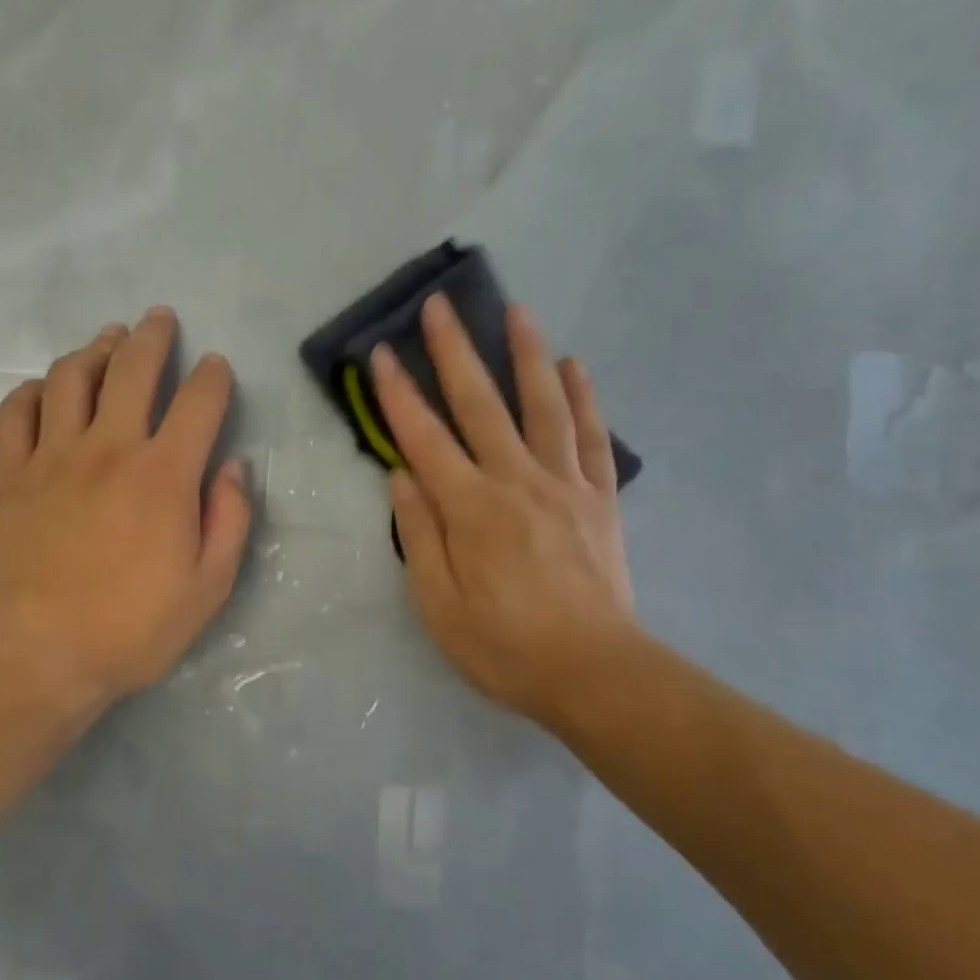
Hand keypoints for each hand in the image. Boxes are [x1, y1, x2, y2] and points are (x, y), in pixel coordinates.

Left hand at [0, 307, 252, 715]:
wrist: (36, 654)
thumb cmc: (131, 627)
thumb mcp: (209, 587)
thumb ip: (230, 520)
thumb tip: (233, 469)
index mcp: (164, 474)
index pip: (198, 402)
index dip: (213, 376)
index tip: (216, 367)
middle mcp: (110, 448)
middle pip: (132, 369)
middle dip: (152, 337)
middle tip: (160, 319)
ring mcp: (54, 456)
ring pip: (72, 377)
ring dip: (95, 349)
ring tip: (109, 338)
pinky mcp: (11, 473)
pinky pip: (17, 411)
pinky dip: (34, 390)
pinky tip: (46, 388)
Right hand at [371, 293, 637, 727]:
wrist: (595, 674)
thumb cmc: (506, 647)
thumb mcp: (439, 606)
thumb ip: (420, 535)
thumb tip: (402, 477)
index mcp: (472, 509)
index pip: (424, 438)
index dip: (398, 395)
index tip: (380, 354)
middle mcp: (517, 481)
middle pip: (481, 403)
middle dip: (454, 351)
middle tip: (440, 306)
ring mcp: (564, 483)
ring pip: (543, 404)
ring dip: (527, 354)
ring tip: (516, 310)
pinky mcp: (599, 497)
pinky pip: (591, 436)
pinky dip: (583, 396)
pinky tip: (574, 364)